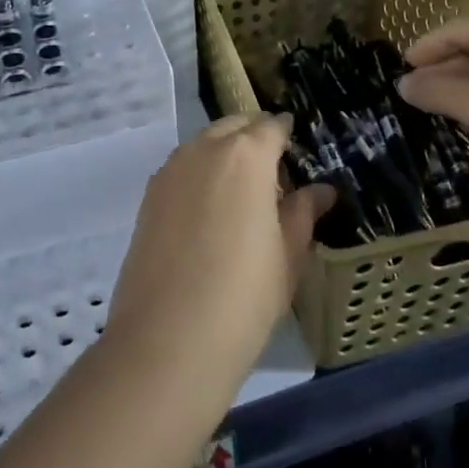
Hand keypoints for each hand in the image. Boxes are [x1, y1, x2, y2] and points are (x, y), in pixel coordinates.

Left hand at [108, 114, 335, 387]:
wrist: (166, 341)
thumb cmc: (243, 297)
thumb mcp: (288, 256)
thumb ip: (303, 213)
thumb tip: (320, 190)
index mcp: (247, 155)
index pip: (271, 126)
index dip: (286, 134)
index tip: (296, 151)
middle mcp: (205, 149)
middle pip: (234, 126)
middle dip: (254, 138)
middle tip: (271, 174)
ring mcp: (171, 170)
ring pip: (204, 144)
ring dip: (224, 154)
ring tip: (240, 195)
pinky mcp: (148, 196)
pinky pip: (182, 169)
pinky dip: (199, 175)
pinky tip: (208, 213)